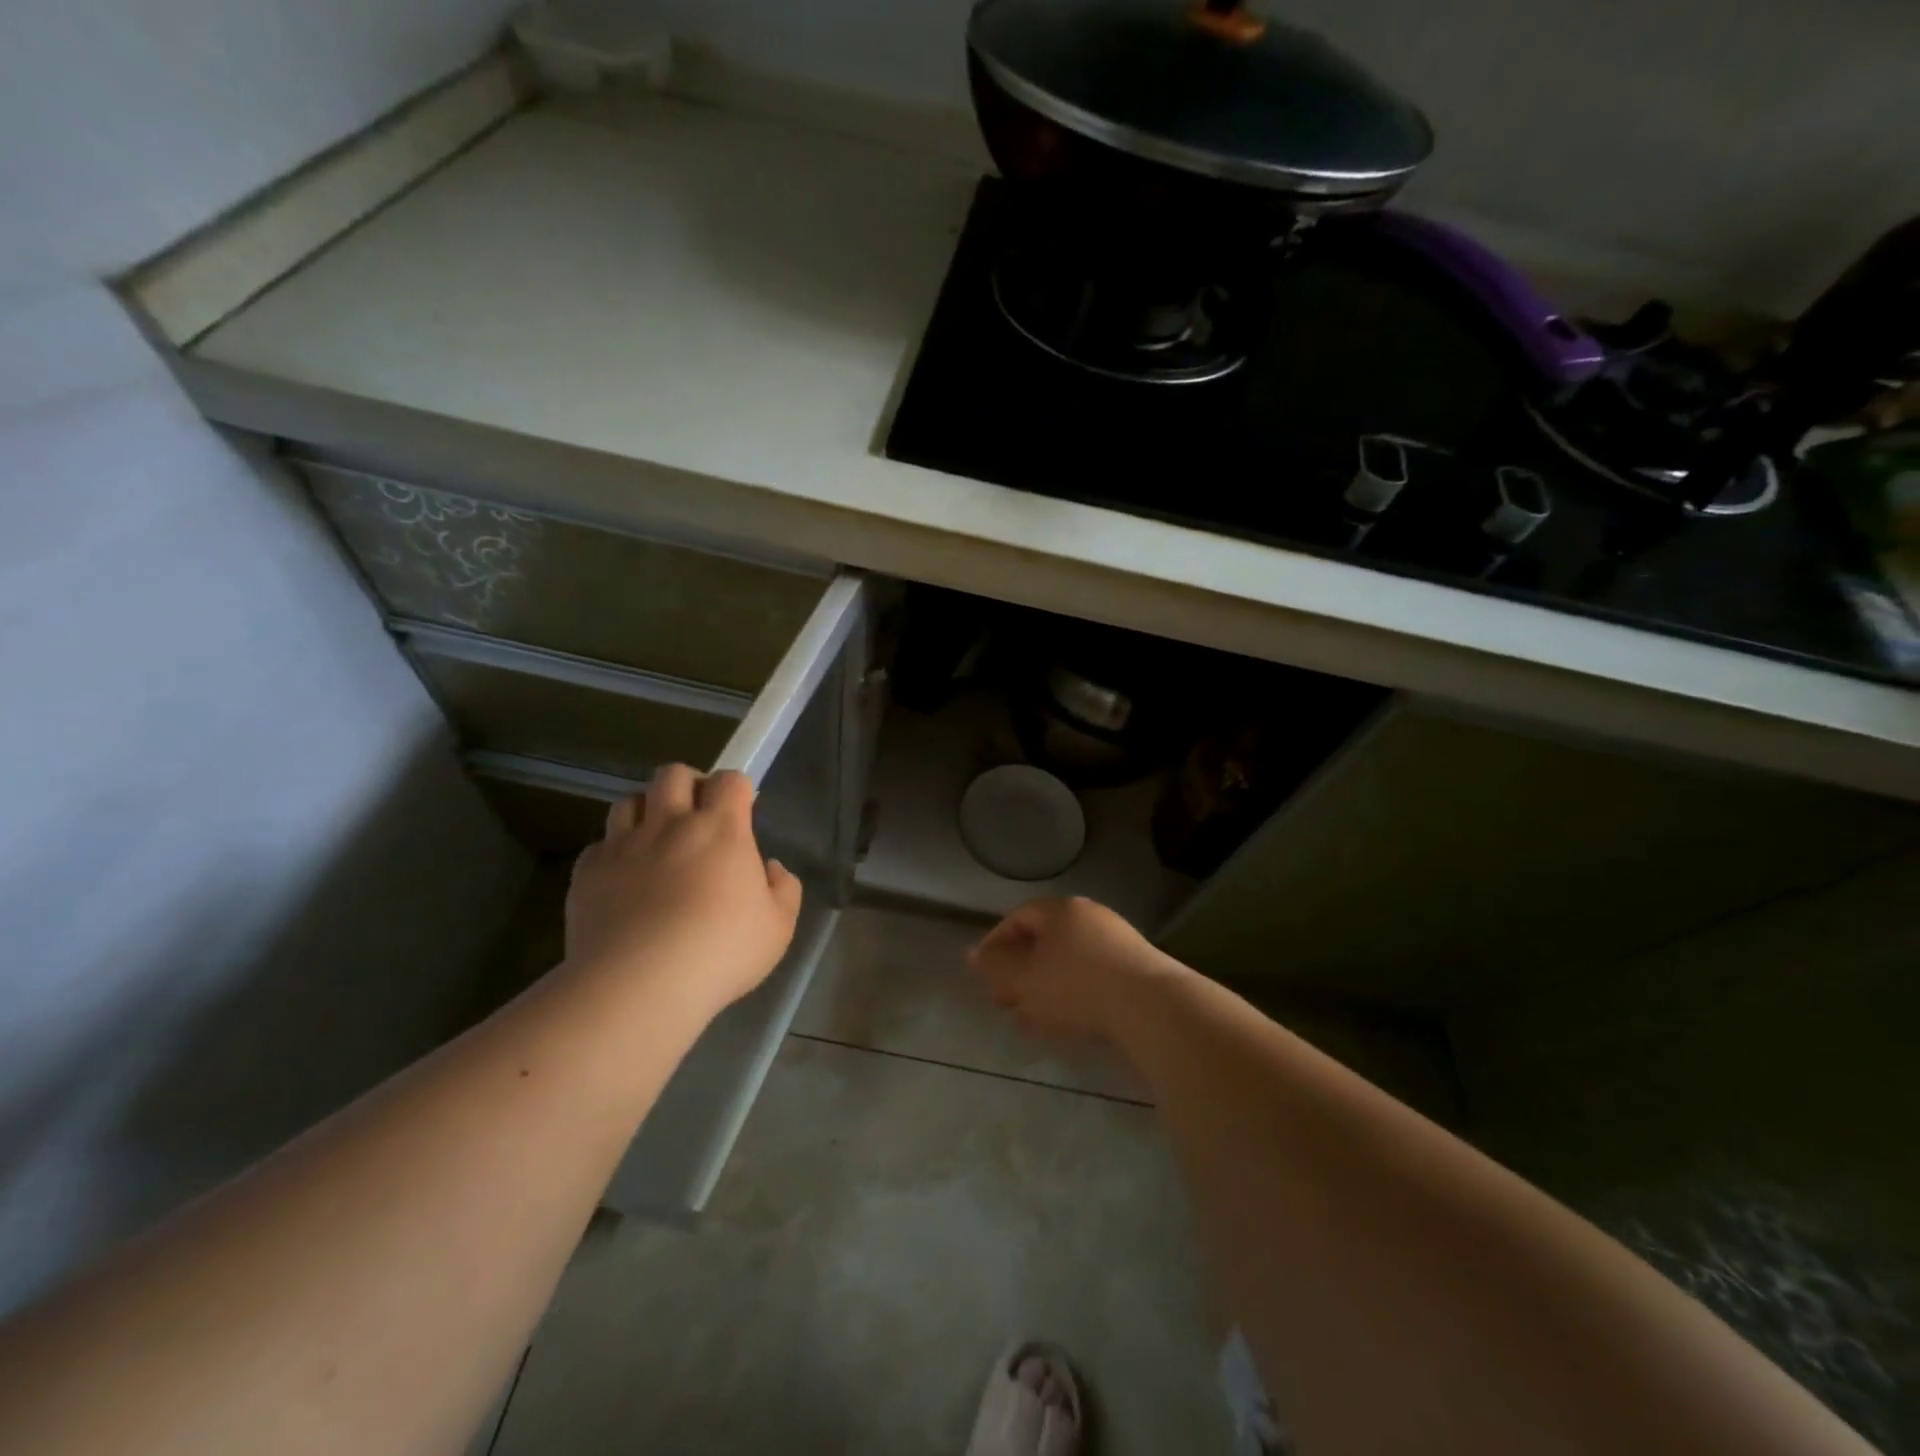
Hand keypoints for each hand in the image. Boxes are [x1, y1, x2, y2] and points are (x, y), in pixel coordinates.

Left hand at [566, 765, 802, 1018]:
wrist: (639, 985)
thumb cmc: (721, 952)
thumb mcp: (778, 927)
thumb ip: (783, 889)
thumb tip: (771, 869)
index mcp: (721, 829)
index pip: (729, 780)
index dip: (736, 789)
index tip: (741, 812)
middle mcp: (670, 824)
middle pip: (673, 774)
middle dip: (687, 785)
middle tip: (696, 815)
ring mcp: (624, 846)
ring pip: (628, 801)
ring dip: (645, 812)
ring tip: (655, 841)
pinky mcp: (588, 873)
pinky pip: (599, 846)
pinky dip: (613, 854)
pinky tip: (623, 880)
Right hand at [967, 897, 1184, 1043]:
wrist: (1151, 1006)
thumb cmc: (1076, 984)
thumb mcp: (1025, 978)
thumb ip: (994, 967)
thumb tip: (969, 955)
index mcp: (1060, 910)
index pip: (1018, 917)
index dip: (995, 943)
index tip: (983, 973)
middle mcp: (1089, 917)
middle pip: (1043, 941)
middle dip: (1019, 972)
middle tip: (1003, 1001)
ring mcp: (1116, 942)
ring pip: (1066, 963)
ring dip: (1042, 989)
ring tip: (1029, 1021)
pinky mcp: (1135, 970)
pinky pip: (1091, 978)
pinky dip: (1070, 997)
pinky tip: (1063, 1025)